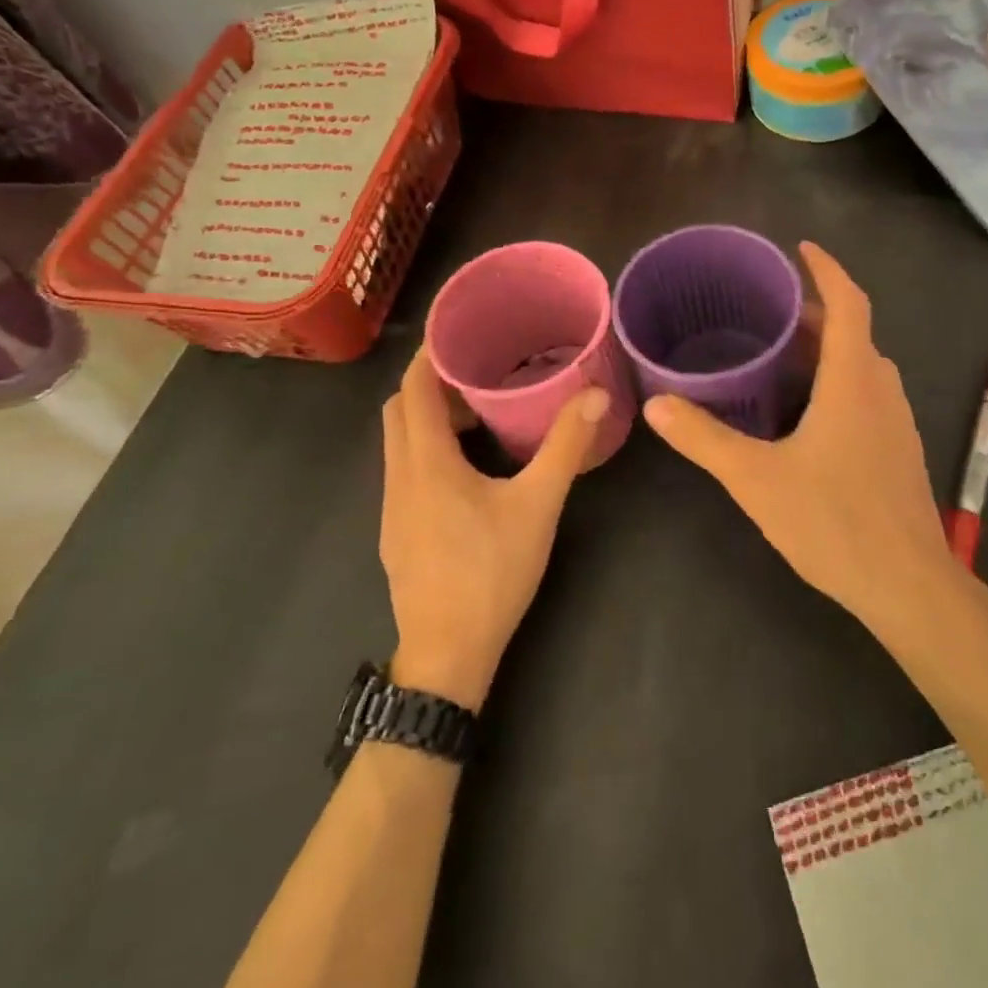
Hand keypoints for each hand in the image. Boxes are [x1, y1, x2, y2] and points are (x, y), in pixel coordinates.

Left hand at [378, 349, 606, 710]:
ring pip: (398, 442)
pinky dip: (426, 448)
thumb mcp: (538, 506)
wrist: (447, 656)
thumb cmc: (491, 573)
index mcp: (427, 463)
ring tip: (476, 411)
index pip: (414, 390)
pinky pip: (404, 470)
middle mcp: (399, 478)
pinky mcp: (396, 532)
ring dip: (428, 417)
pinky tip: (467, 467)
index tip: (458, 331)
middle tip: (476, 369)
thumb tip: (595, 395)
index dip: (430, 355)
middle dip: (430, 383)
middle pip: (399, 410)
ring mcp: (392, 508)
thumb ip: (566, 447)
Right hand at [641, 242, 954, 628]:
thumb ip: (704, 439)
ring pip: (862, 364)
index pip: (849, 303)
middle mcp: (881, 389)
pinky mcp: (898, 449)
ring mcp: (896, 421)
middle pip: (853, 331)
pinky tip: (807, 411)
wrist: (907, 584)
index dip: (827, 269)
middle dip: (814, 312)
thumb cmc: (833, 521)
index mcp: (853, 380)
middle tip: (767, 309)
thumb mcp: (756, 479)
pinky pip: (867, 393)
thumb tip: (657, 406)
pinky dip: (838, 380)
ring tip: (782, 353)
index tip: (800, 249)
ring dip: (828, 348)